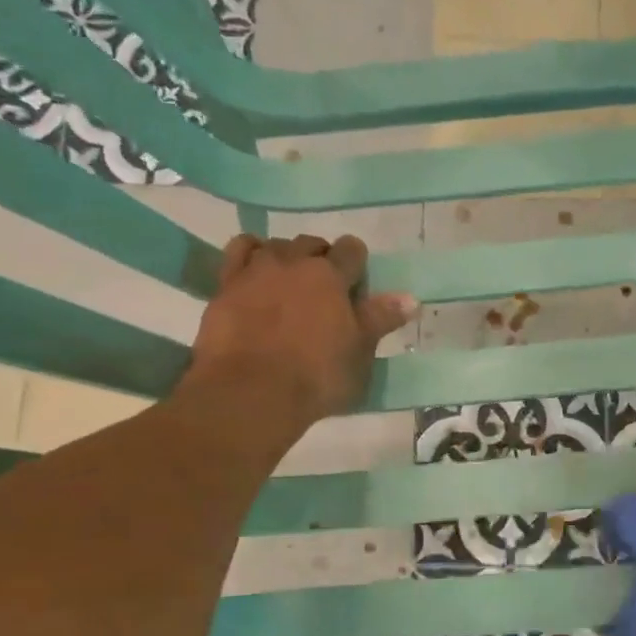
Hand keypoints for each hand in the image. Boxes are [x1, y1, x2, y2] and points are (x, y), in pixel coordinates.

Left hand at [187, 233, 415, 427]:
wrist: (251, 392)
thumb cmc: (316, 377)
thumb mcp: (360, 354)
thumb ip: (381, 320)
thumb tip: (410, 298)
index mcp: (332, 276)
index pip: (352, 250)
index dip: (356, 265)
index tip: (355, 289)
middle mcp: (294, 262)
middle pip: (312, 243)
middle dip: (321, 259)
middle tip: (323, 292)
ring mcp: (256, 270)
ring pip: (275, 245)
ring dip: (286, 257)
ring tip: (288, 283)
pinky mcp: (225, 284)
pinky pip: (238, 251)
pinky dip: (250, 253)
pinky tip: (255, 271)